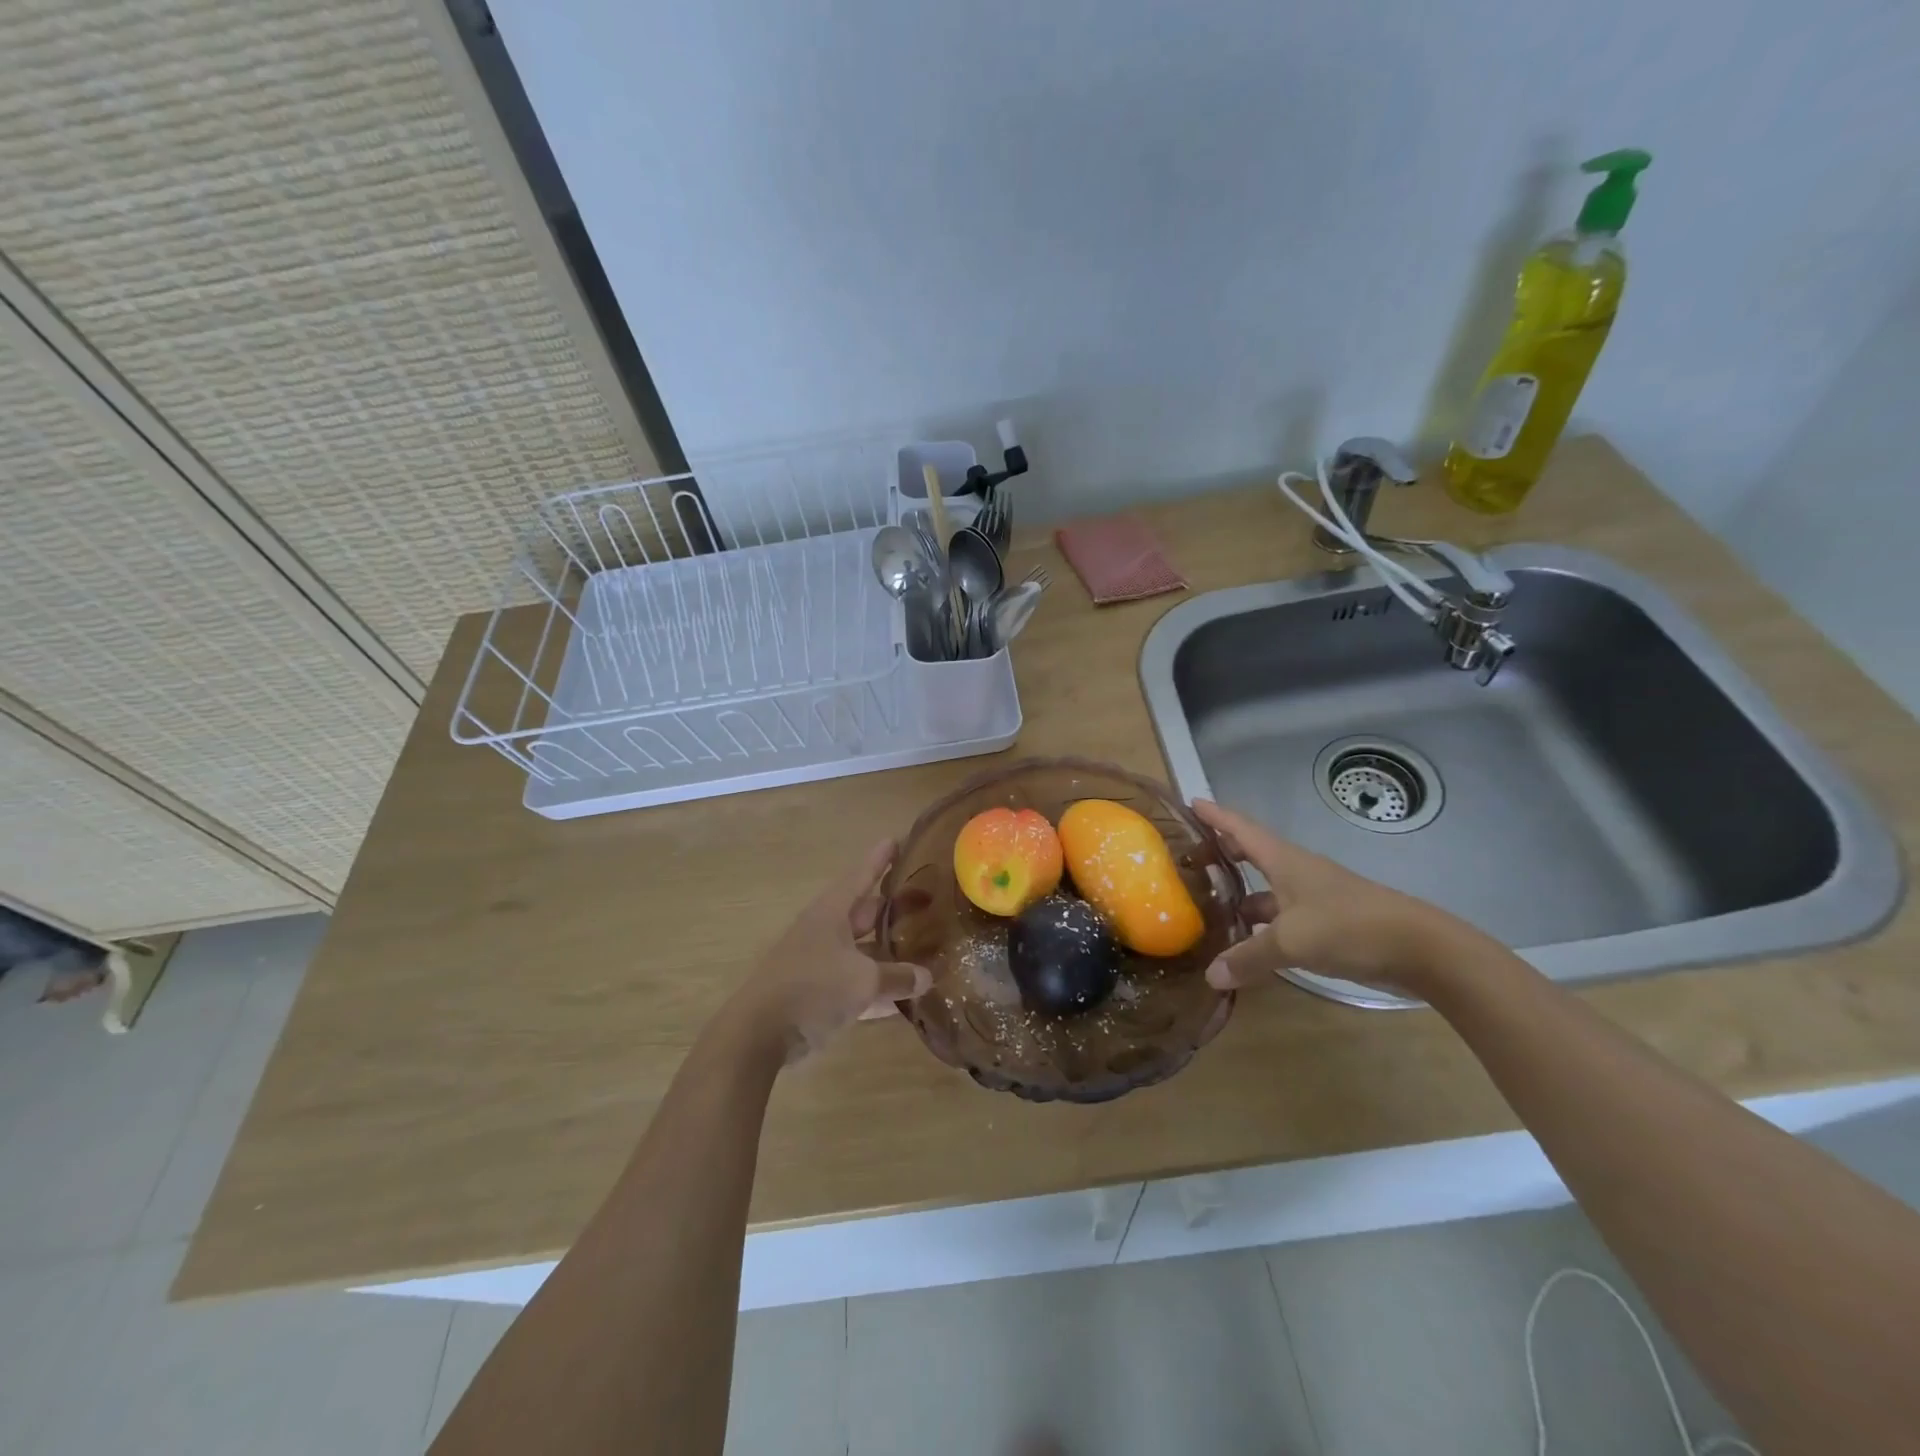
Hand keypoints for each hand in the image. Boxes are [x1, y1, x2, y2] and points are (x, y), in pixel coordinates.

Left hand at [727, 839, 932, 1063]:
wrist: (759, 1034)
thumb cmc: (812, 989)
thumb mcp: (863, 981)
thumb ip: (897, 977)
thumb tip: (926, 977)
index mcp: (831, 913)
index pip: (861, 876)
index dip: (880, 859)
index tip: (896, 839)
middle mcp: (825, 931)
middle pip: (864, 911)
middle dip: (891, 906)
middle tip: (924, 898)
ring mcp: (819, 962)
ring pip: (861, 948)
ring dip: (887, 949)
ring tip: (921, 944)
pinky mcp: (817, 992)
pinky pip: (855, 982)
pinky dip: (877, 986)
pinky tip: (903, 997)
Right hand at [1192, 800, 1474, 997]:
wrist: (1421, 948)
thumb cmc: (1349, 927)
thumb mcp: (1291, 942)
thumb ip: (1248, 957)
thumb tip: (1210, 976)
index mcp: (1284, 861)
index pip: (1241, 829)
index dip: (1216, 816)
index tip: (1191, 802)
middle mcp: (1297, 873)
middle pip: (1253, 855)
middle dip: (1223, 853)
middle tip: (1192, 858)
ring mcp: (1314, 898)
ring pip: (1267, 891)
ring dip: (1240, 896)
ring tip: (1209, 909)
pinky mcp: (1328, 924)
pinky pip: (1282, 917)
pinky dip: (1261, 926)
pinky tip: (1248, 944)